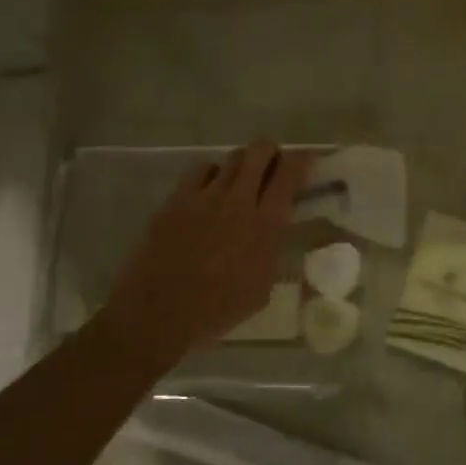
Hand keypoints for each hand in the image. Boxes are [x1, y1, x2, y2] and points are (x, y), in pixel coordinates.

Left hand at [104, 140, 308, 355]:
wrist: (159, 313)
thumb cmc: (216, 310)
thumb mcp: (261, 289)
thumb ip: (272, 251)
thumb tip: (275, 232)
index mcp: (265, 226)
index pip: (290, 174)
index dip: (302, 160)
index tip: (306, 162)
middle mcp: (238, 201)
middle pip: (260, 151)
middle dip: (271, 152)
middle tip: (272, 167)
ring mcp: (205, 196)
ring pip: (232, 157)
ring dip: (243, 164)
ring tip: (241, 181)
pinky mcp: (177, 198)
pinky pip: (201, 170)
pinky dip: (213, 175)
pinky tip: (210, 191)